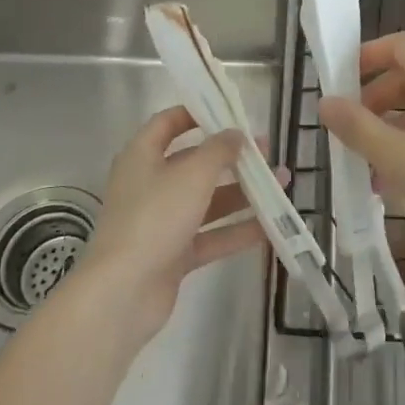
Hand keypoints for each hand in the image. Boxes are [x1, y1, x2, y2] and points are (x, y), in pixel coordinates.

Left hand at [78, 107, 276, 345]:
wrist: (123, 293)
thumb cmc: (154, 217)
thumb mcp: (192, 174)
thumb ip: (218, 150)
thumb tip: (236, 133)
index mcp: (142, 156)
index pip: (168, 123)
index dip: (197, 113)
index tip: (230, 112)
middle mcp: (150, 184)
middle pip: (194, 163)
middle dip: (231, 157)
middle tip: (267, 151)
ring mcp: (161, 221)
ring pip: (207, 201)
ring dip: (242, 192)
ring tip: (281, 184)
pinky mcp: (172, 255)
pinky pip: (210, 235)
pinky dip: (236, 230)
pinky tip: (271, 226)